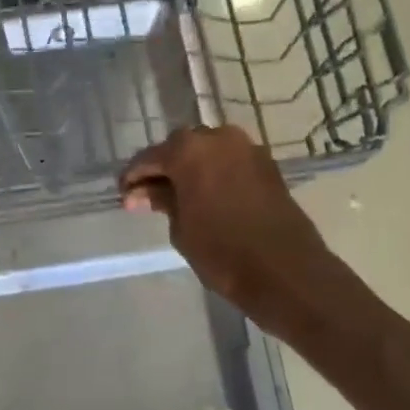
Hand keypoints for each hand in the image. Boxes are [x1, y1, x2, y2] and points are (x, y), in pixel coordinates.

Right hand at [120, 126, 332, 326]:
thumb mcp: (181, 228)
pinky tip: (204, 197)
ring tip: (177, 198)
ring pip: (207, 152)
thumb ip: (162, 201)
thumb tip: (143, 192)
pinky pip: (228, 162)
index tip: (124, 196)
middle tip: (148, 197)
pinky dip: (213, 174)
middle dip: (163, 169)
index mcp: (189, 150)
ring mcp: (247, 149)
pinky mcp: (266, 165)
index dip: (133, 177)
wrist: (286, 270)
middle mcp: (219, 138)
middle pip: (180, 147)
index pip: (149, 157)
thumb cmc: (222, 251)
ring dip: (189, 170)